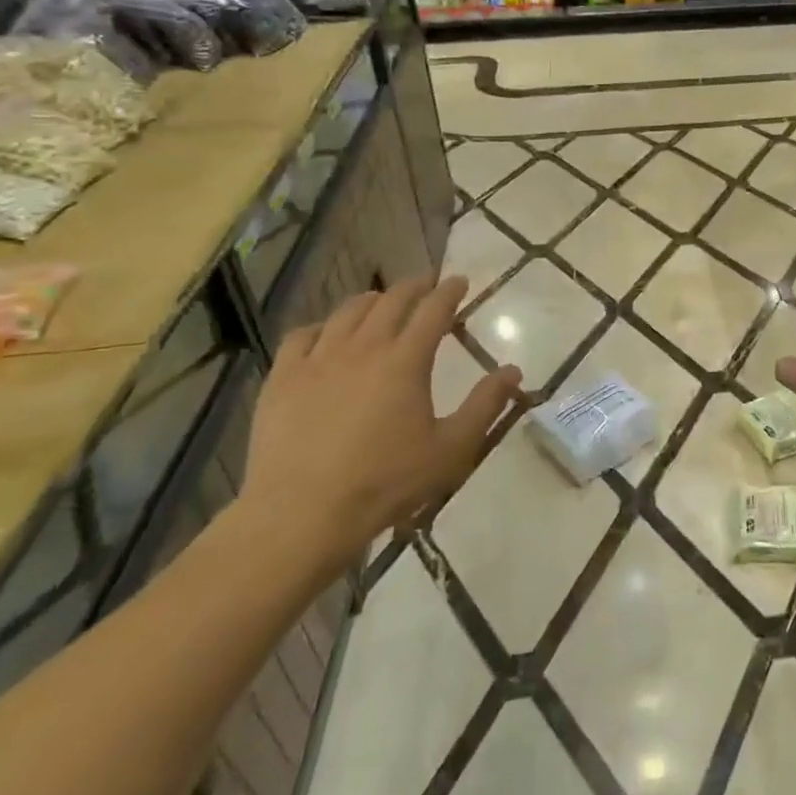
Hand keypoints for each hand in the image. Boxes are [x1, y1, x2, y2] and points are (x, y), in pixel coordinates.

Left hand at [237, 276, 521, 576]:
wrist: (302, 513)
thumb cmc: (386, 482)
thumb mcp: (451, 449)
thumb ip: (485, 405)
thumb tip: (513, 370)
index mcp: (405, 361)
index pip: (433, 310)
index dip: (449, 292)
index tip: (459, 281)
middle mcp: (363, 347)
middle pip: (391, 301)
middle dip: (414, 287)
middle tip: (427, 284)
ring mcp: (318, 360)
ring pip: (347, 312)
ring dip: (372, 300)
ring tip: (381, 302)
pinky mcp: (283, 378)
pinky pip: (302, 336)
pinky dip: (322, 326)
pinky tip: (326, 335)